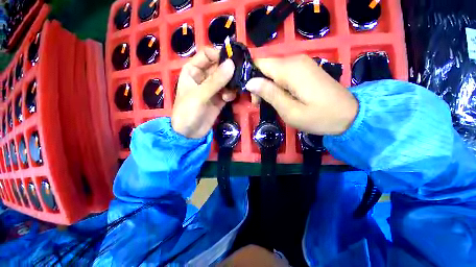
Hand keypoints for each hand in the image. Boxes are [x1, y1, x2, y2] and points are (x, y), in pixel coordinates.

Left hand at [172, 48, 235, 138]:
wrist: (190, 133)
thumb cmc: (188, 111)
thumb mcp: (200, 95)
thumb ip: (216, 81)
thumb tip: (231, 64)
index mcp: (193, 70)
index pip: (207, 54)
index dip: (219, 54)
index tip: (232, 59)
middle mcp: (203, 77)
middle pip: (219, 67)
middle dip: (229, 70)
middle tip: (240, 74)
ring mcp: (212, 88)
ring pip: (226, 79)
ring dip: (231, 83)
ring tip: (232, 90)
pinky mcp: (219, 99)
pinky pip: (228, 91)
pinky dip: (230, 93)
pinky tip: (228, 99)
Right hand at [245, 55, 357, 134]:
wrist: (350, 115)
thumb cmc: (319, 117)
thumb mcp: (290, 110)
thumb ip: (269, 94)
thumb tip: (249, 82)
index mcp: (289, 69)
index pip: (259, 63)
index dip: (250, 77)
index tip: (251, 96)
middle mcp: (294, 60)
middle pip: (265, 67)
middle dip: (258, 84)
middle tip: (259, 104)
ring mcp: (301, 63)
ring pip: (273, 70)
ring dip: (267, 86)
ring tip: (269, 103)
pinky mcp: (305, 69)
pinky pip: (283, 73)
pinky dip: (276, 85)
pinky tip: (280, 97)